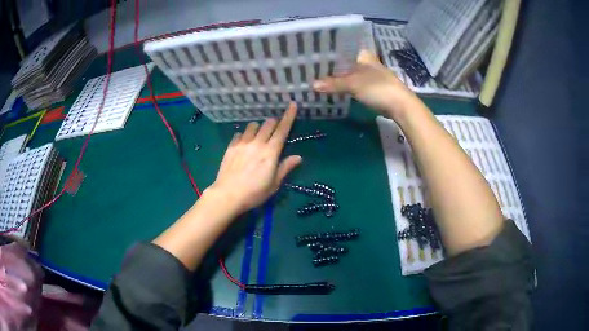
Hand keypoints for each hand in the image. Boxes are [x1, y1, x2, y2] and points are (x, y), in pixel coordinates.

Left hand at [207, 102, 301, 214]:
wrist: (228, 195)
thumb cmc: (254, 192)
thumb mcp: (274, 184)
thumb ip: (285, 167)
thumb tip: (298, 157)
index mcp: (271, 152)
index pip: (282, 129)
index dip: (289, 116)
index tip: (292, 104)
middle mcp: (257, 143)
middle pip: (268, 124)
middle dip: (274, 123)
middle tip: (274, 130)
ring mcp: (242, 143)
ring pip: (252, 126)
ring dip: (258, 128)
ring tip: (258, 136)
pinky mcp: (231, 146)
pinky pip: (239, 134)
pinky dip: (244, 135)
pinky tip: (243, 143)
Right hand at [313, 50, 418, 119]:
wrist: (400, 105)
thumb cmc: (378, 88)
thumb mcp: (353, 84)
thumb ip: (333, 84)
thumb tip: (312, 85)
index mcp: (363, 55)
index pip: (342, 49)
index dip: (328, 52)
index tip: (312, 55)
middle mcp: (366, 62)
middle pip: (343, 62)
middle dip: (330, 66)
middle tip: (311, 68)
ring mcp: (369, 75)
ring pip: (348, 73)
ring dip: (336, 77)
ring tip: (317, 77)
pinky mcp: (371, 87)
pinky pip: (352, 83)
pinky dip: (343, 86)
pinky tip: (332, 88)